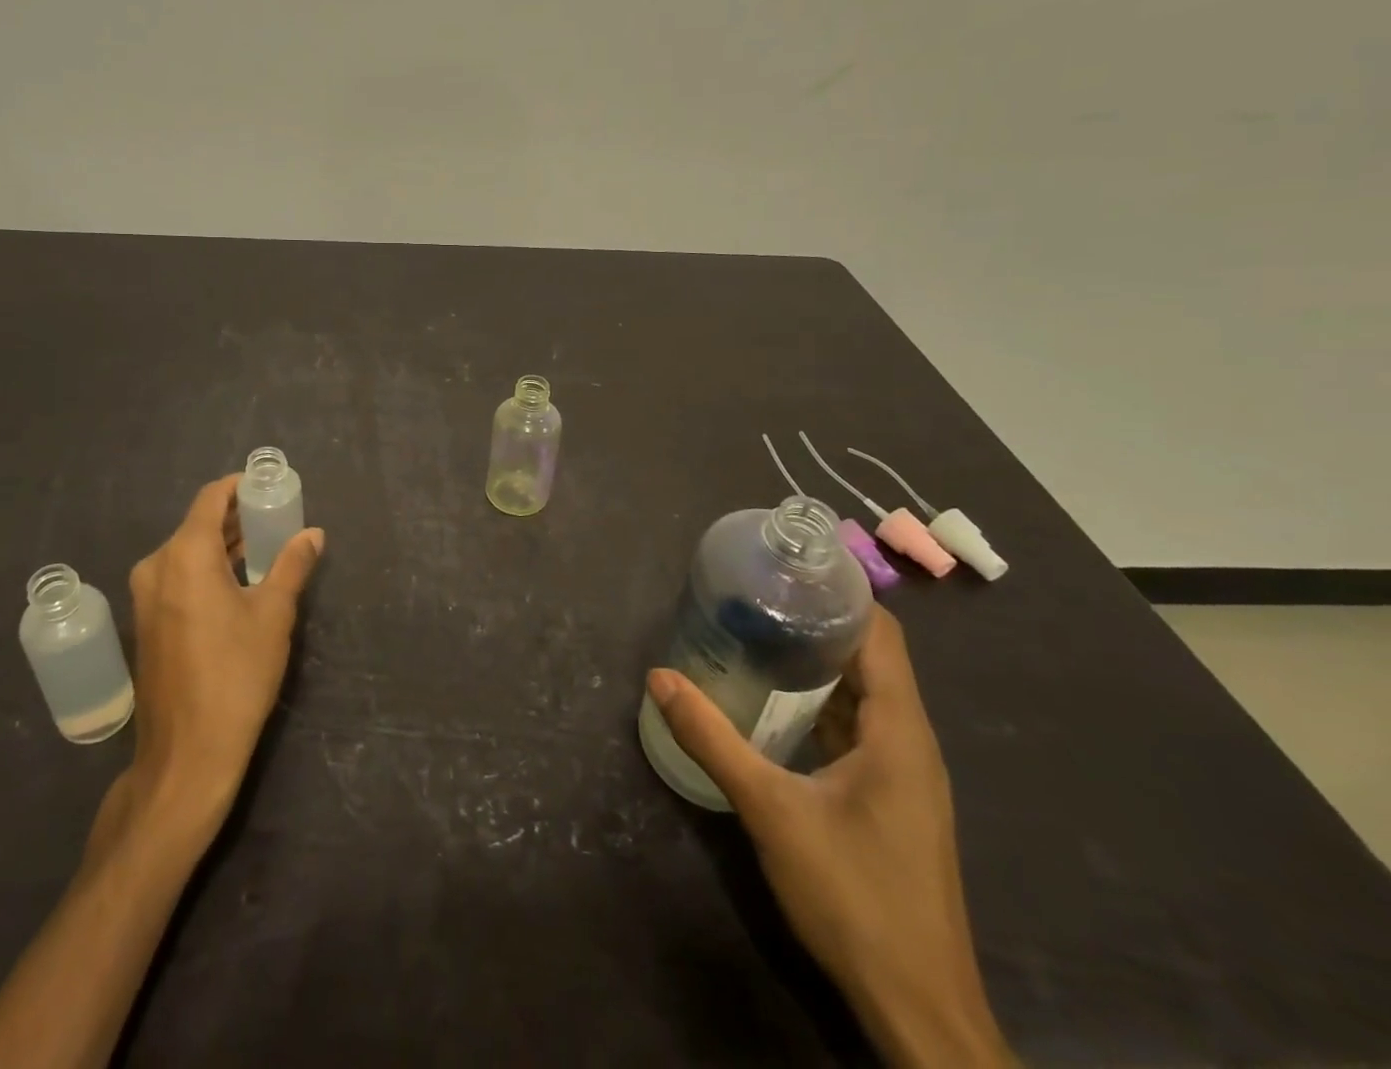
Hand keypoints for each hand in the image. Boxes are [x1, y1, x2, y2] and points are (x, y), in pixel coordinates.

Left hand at [97, 475, 323, 850]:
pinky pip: (178, 576)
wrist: (187, 754)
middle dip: (237, 517)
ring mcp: (145, 596)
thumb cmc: (236, 675)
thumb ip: (292, 565)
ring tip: (266, 547)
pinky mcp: (146, 622)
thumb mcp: (274, 615)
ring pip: (188, 551)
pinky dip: (208, 568)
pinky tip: (238, 582)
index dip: (240, 487)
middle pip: (198, 523)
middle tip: (277, 518)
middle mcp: (157, 566)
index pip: (211, 498)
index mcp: (185, 555)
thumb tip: (313, 534)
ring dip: (224, 544)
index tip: (270, 488)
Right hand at [646, 608, 1014, 1068]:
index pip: (880, 634)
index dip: (840, 593)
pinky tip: (775, 705)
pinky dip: (821, 705)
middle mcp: (910, 742)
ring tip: (756, 635)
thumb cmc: (855, 896)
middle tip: (754, 596)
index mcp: (899, 730)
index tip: (787, 568)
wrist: (918, 1010)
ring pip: (863, 696)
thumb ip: (713, 739)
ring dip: (816, 665)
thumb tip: (659, 677)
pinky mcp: (891, 801)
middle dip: (816, 623)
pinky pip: (858, 730)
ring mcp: (904, 775)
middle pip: (870, 658)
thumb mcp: (771, 811)